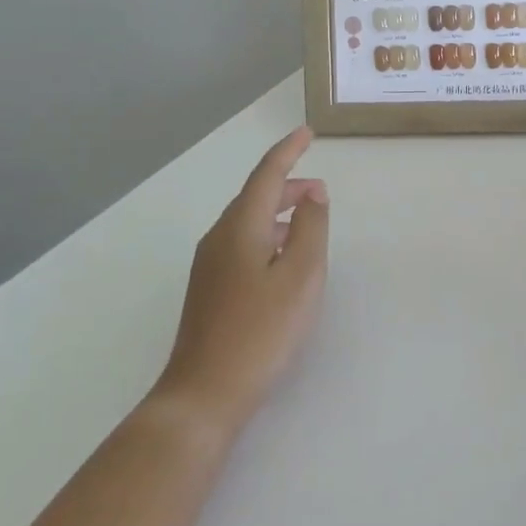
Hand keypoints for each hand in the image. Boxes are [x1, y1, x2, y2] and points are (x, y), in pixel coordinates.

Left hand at [154, 126, 329, 438]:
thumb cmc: (261, 330)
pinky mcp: (210, 289)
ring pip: (248, 221)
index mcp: (240, 227)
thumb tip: (311, 194)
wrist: (204, 392)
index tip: (307, 133)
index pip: (266, 175)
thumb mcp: (300, 276)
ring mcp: (210, 265)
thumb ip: (310, 228)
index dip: (288, 151)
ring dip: (278, 212)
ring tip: (308, 220)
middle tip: (321, 189)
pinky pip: (242, 243)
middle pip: (255, 196)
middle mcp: (219, 237)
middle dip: (287, 185)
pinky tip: (283, 257)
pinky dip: (267, 234)